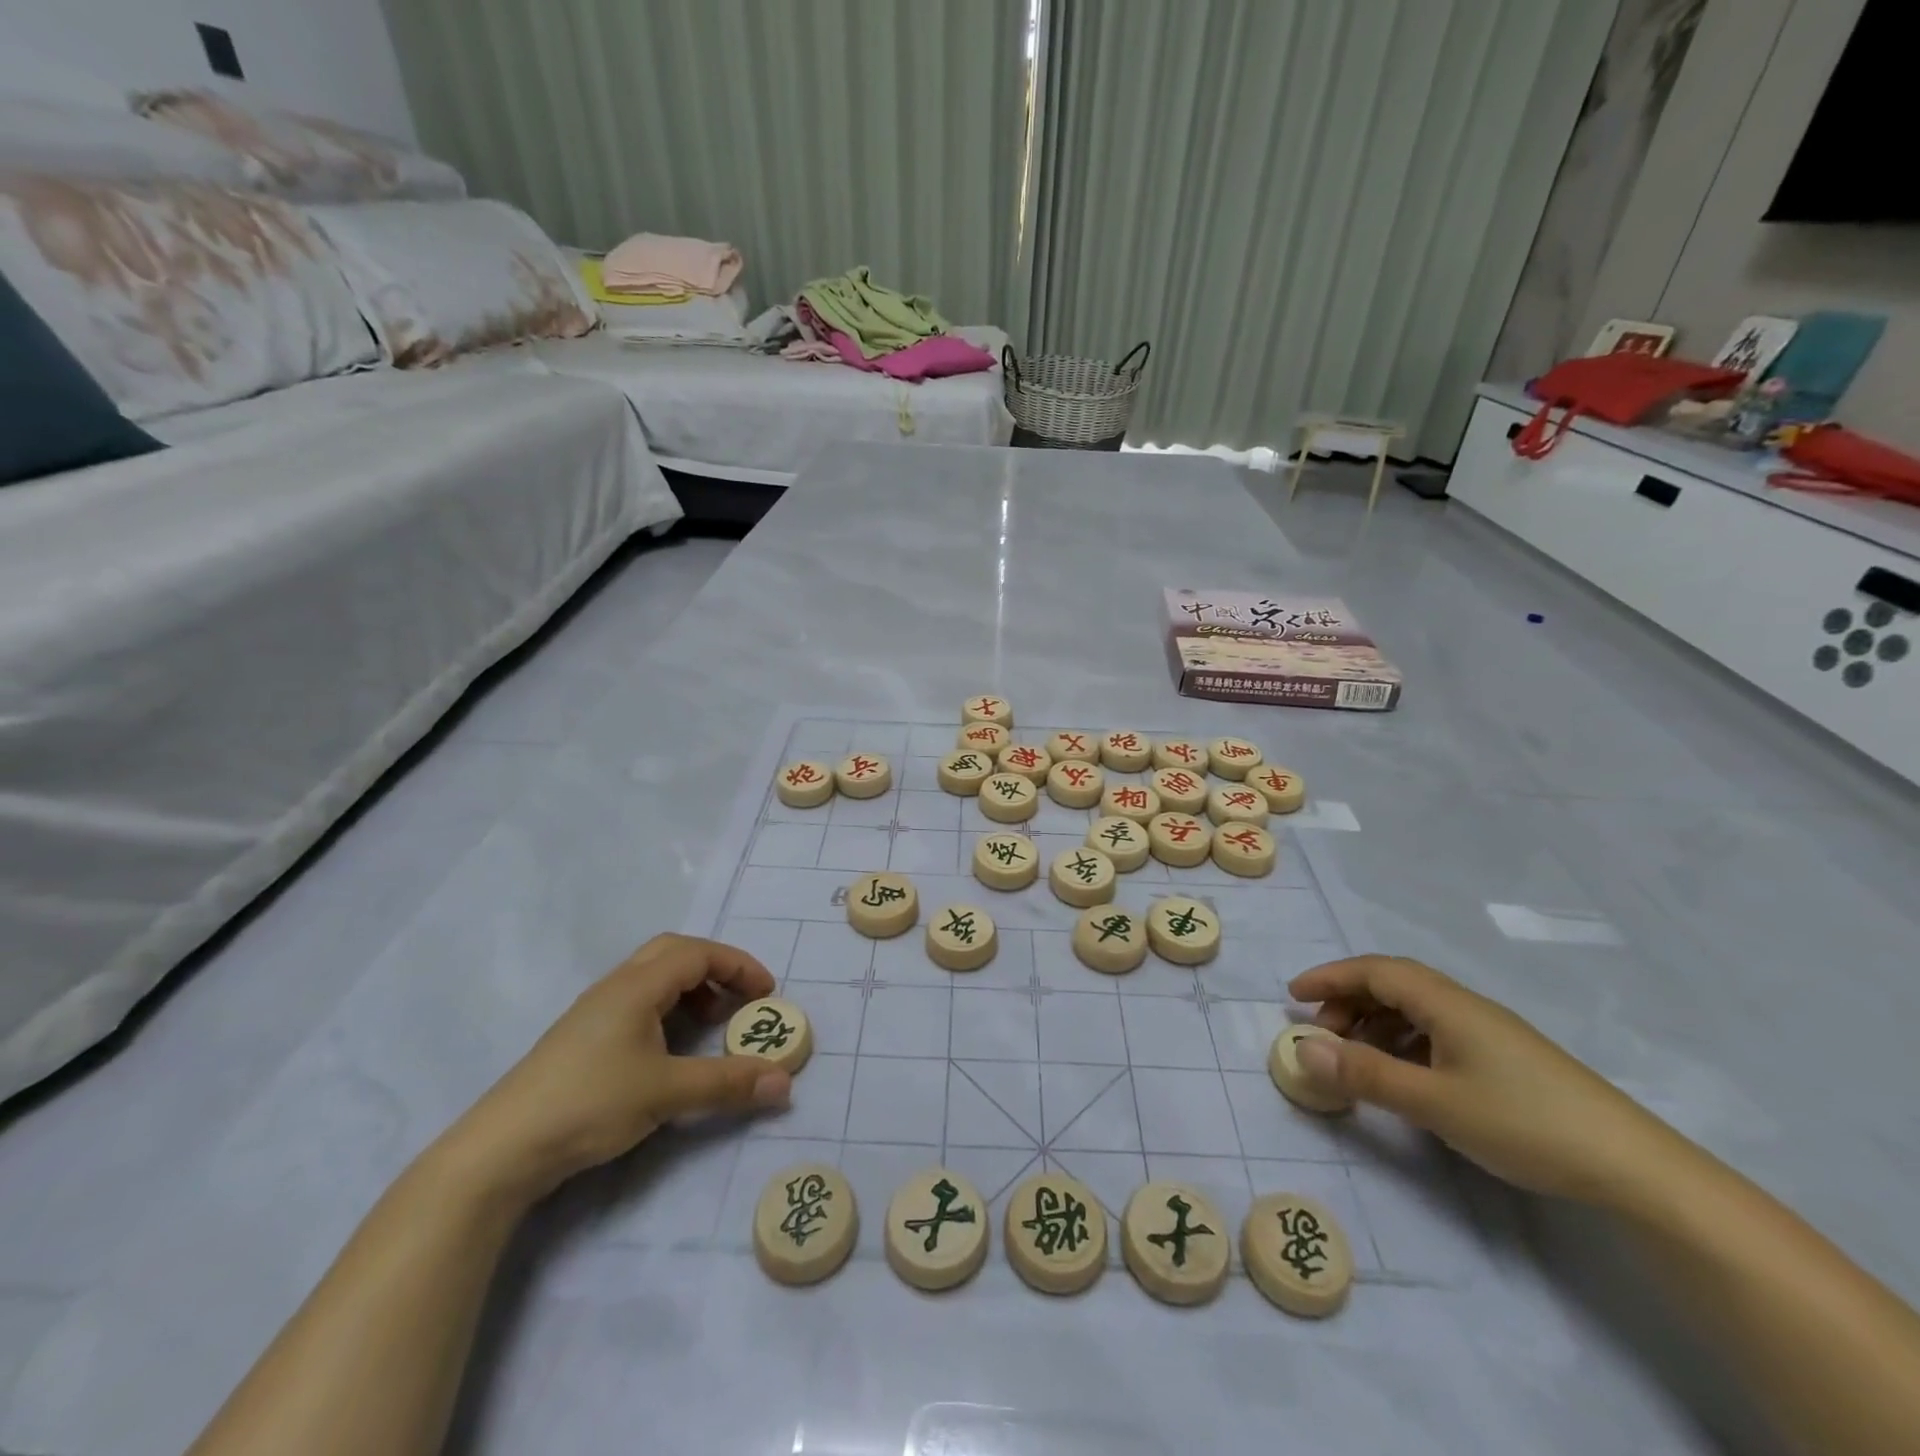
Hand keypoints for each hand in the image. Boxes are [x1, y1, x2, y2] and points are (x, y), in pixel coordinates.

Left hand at [446, 935, 790, 1202]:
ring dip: (690, 989)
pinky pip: (637, 1002)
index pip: (699, 953)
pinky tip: (669, 1049)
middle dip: (716, 969)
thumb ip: (728, 1083)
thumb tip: (785, 1083)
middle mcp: (616, 986)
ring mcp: (594, 1011)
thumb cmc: (589, 1104)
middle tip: (739, 1000)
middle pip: (674, 953)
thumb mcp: (667, 1092)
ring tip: (709, 1025)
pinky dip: (667, 1009)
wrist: (501, 1150)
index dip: (739, 966)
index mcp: (636, 986)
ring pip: (653, 977)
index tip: (767, 994)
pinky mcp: (582, 1038)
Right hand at [1288, 955, 1685, 1206]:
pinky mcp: (1505, 1060)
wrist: (1635, 1170)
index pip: (1374, 970)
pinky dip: (1403, 1043)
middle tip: (1321, 1034)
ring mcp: (1489, 1033)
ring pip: (1415, 1010)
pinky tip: (1403, 1075)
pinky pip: (1436, 1033)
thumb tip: (1301, 1049)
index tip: (1292, 996)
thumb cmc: (1524, 1123)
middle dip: (1348, 1001)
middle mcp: (1465, 1007)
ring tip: (1355, 1058)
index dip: (1329, 977)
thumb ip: (1365, 1074)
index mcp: (1447, 1004)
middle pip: (1393, 984)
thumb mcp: (1434, 1102)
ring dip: (1375, 1024)